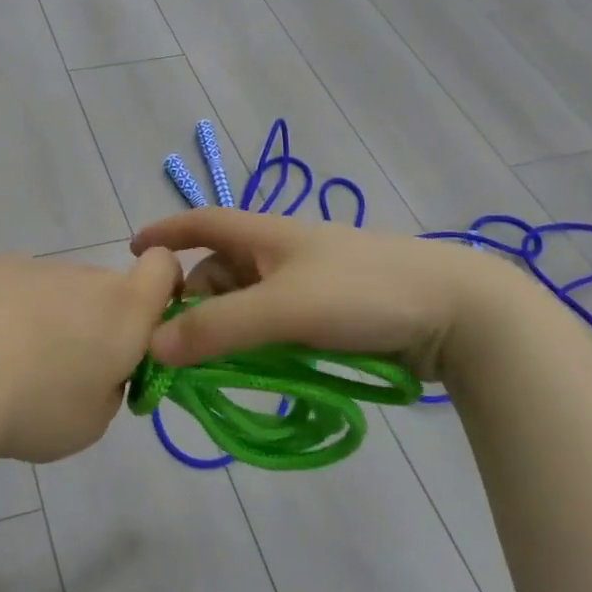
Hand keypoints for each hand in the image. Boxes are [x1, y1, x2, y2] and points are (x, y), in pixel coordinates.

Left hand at [0, 250, 180, 463]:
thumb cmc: (35, 408)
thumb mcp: (92, 422)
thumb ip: (110, 388)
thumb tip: (96, 370)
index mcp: (124, 310)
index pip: (164, 267)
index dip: (163, 287)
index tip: (142, 328)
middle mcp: (85, 277)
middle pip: (105, 289)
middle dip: (96, 322)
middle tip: (63, 371)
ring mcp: (36, 267)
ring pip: (59, 290)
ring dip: (50, 317)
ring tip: (9, 364)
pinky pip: (17, 287)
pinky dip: (10, 310)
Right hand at [130, 209, 513, 379]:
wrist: (458, 310)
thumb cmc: (362, 293)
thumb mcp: (283, 308)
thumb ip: (217, 328)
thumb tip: (152, 346)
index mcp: (266, 234)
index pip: (202, 223)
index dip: (166, 232)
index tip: (133, 253)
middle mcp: (281, 254)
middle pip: (219, 272)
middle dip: (192, 303)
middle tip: (174, 348)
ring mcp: (308, 284)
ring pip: (247, 303)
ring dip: (225, 330)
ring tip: (211, 367)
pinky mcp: (331, 314)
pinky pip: (275, 324)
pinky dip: (256, 343)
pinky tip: (254, 368)